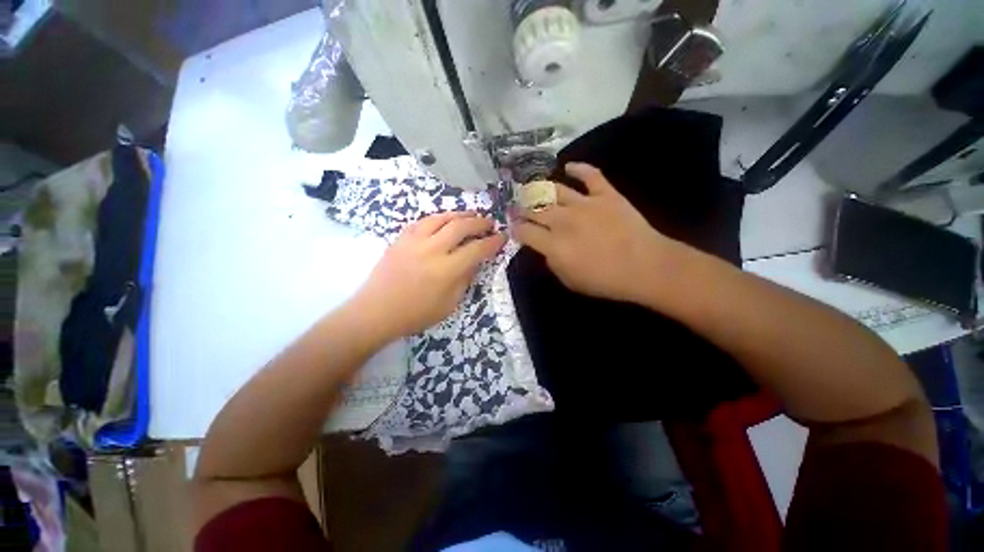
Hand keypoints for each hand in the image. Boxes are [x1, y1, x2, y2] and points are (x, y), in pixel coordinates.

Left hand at [351, 212, 505, 339]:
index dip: (493, 242)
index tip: (502, 237)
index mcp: (446, 270)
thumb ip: (465, 279)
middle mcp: (432, 249)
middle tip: (489, 223)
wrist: (376, 311)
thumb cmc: (416, 314)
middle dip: (480, 222)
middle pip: (461, 226)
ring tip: (471, 216)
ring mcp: (414, 241)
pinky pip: (423, 221)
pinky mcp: (401, 238)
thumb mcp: (449, 304)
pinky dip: (439, 218)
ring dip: (460, 215)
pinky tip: (444, 221)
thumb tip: (475, 261)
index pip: (477, 249)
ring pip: (442, 218)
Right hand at [513, 163, 679, 303]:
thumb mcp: (569, 281)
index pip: (525, 231)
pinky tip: (568, 166)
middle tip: (518, 207)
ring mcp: (584, 204)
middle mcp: (563, 220)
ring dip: (540, 189)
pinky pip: (589, 175)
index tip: (513, 226)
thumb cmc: (605, 280)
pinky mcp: (605, 194)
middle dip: (521, 208)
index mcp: (553, 244)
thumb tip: (546, 248)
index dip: (515, 228)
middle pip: (534, 209)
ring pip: (555, 190)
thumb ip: (552, 263)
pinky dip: (578, 168)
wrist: (645, 267)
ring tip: (534, 189)